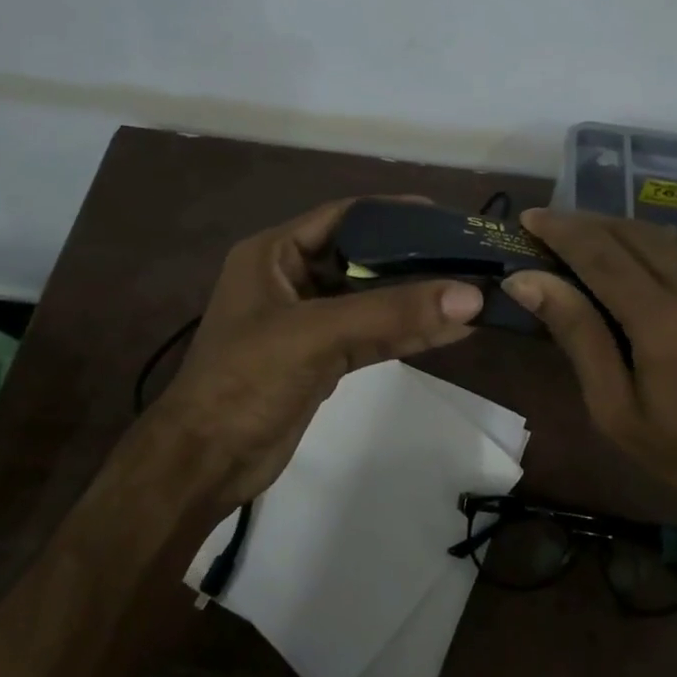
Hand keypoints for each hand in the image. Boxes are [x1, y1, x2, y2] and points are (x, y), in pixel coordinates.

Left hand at [150, 198, 482, 507]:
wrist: (205, 463)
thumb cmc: (246, 380)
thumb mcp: (315, 335)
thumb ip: (391, 314)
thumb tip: (471, 295)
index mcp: (273, 254)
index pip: (343, 217)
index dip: (393, 214)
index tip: (444, 218)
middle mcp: (291, 279)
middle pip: (362, 258)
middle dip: (412, 259)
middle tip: (467, 256)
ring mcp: (307, 322)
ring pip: (370, 300)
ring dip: (414, 300)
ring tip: (472, 292)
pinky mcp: (321, 358)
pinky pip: (370, 335)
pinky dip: (405, 333)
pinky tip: (449, 329)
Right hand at [503, 209, 676, 519]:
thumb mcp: (616, 410)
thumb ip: (577, 335)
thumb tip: (527, 280)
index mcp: (665, 321)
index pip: (600, 252)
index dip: (560, 229)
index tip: (529, 217)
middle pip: (632, 231)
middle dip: (586, 223)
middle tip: (550, 230)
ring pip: (664, 236)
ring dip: (619, 234)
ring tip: (586, 245)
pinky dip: (655, 250)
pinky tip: (639, 268)